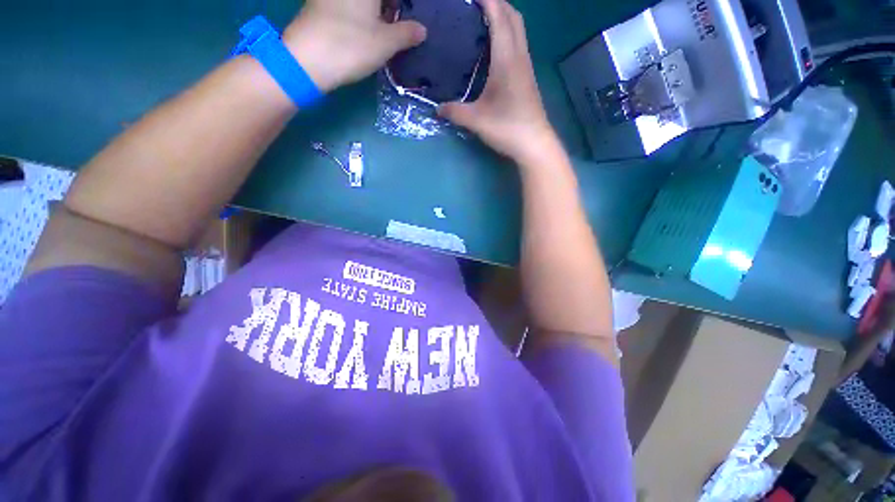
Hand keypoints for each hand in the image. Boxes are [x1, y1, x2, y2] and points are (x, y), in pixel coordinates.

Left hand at [283, 0, 426, 92]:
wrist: (308, 59)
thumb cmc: (351, 46)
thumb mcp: (385, 43)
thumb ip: (406, 34)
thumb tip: (422, 30)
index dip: (401, 6)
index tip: (408, 21)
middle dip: (390, 8)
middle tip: (400, 26)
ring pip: (361, 3)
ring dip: (376, 12)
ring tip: (387, 29)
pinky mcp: (320, 5)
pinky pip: (347, 5)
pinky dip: (360, 13)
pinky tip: (365, 29)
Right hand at [438, 0, 554, 163]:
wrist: (534, 144)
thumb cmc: (507, 128)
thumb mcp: (477, 121)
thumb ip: (455, 112)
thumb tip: (436, 108)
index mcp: (507, 60)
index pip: (499, 16)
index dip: (487, 0)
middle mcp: (519, 57)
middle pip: (514, 16)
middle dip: (497, 2)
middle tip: (476, 4)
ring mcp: (526, 67)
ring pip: (519, 30)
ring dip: (504, 17)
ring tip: (483, 19)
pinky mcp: (527, 78)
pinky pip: (519, 44)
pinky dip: (508, 34)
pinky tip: (495, 46)